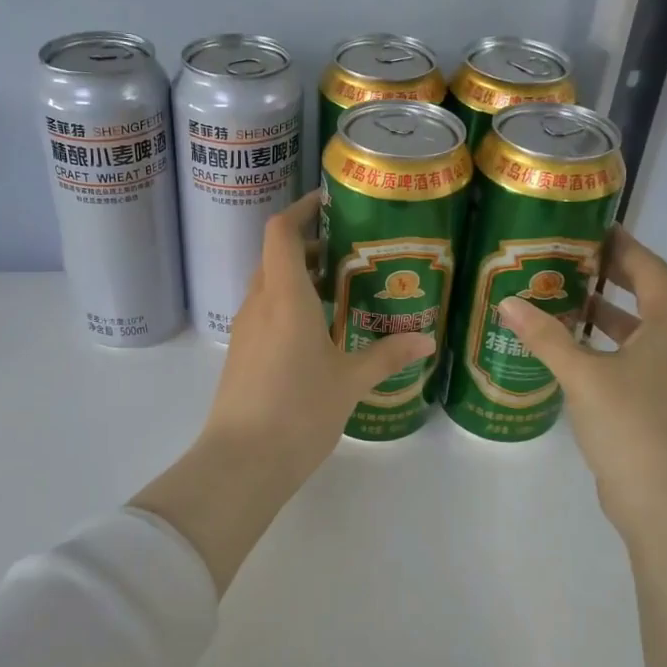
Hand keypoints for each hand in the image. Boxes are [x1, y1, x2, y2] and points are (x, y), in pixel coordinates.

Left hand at [207, 190, 433, 488]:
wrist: (242, 462)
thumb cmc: (299, 411)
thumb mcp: (350, 382)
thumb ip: (387, 355)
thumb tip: (426, 340)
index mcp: (284, 296)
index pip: (281, 232)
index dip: (301, 209)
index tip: (329, 203)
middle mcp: (259, 304)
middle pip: (277, 257)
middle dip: (310, 247)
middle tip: (351, 254)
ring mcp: (245, 330)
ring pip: (270, 287)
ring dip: (299, 280)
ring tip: (341, 292)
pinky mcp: (241, 355)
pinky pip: (265, 314)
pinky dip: (289, 307)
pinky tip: (318, 334)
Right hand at [496, 226, 666, 538]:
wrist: (666, 499)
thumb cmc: (631, 424)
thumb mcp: (582, 375)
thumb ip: (545, 337)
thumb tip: (507, 301)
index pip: (650, 268)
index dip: (623, 245)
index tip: (592, 227)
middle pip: (647, 295)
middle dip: (610, 276)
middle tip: (568, 259)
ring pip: (637, 330)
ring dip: (604, 312)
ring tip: (560, 299)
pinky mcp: (658, 402)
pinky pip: (631, 357)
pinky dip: (603, 345)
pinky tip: (569, 351)